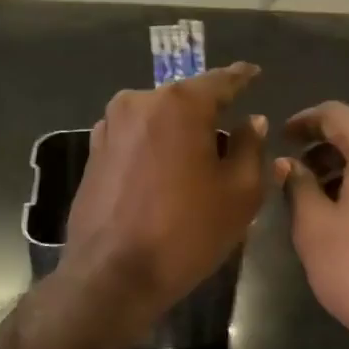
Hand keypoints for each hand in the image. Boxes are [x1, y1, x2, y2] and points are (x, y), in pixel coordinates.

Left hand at [64, 63, 266, 332]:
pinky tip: (165, 174)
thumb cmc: (186, 231)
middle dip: (210, 114)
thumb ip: (251, 146)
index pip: (221, 80)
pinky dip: (155, 146)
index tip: (254, 72)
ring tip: (198, 161)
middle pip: (187, 99)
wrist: (111, 276)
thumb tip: (251, 121)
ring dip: (179, 132)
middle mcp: (141, 101)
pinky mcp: (94, 151)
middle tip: (231, 137)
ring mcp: (111, 125)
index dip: (242, 77)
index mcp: (180, 103)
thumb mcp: (240, 192)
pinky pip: (136, 137)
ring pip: (159, 118)